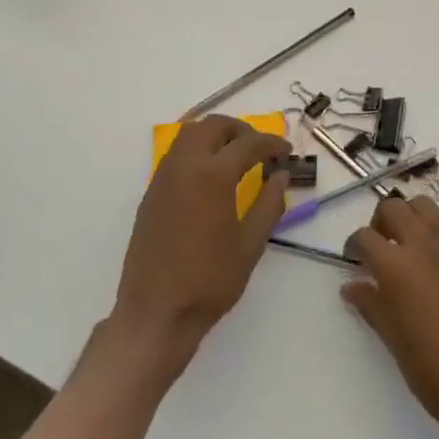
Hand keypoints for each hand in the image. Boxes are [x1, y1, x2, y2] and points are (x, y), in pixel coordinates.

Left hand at [113, 115, 292, 360]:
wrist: (156, 312)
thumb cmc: (210, 281)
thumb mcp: (251, 244)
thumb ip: (269, 203)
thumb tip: (281, 175)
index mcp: (213, 176)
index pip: (248, 143)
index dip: (272, 143)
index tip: (286, 152)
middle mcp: (184, 166)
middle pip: (213, 125)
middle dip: (241, 130)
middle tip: (261, 149)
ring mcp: (162, 178)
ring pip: (189, 134)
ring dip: (216, 136)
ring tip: (237, 157)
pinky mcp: (151, 193)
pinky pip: (176, 155)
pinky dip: (197, 150)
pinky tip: (212, 176)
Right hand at [344, 196, 438, 438]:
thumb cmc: (434, 369)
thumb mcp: (393, 338)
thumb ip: (370, 303)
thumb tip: (351, 286)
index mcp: (396, 265)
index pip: (364, 237)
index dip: (355, 247)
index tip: (356, 260)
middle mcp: (424, 242)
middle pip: (392, 207)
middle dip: (381, 223)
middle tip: (383, 248)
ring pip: (425, 206)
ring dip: (413, 219)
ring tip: (414, 246)